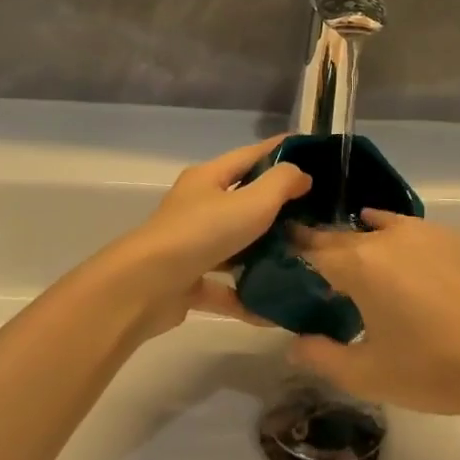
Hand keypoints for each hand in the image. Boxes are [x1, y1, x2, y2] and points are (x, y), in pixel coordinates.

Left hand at [96, 136, 310, 339]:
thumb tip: (300, 174)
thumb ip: (281, 183)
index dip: (280, 150)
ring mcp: (189, 245)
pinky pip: (224, 287)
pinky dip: (245, 297)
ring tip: (299, 259)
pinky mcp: (186, 282)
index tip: (311, 152)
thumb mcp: (251, 202)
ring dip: (262, 253)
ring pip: (233, 245)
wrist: (145, 287)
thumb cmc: (202, 233)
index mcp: (208, 178)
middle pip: (242, 199)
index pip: (250, 155)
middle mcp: (197, 206)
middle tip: (313, 212)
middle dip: (276, 206)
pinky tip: (272, 309)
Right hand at [288, 210, 459, 418]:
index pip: (314, 250)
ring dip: (361, 239)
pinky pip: (411, 229)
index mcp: (360, 265)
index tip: (280, 250)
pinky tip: (396, 249)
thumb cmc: (435, 369)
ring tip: (353, 253)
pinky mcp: (454, 237)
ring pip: (379, 228)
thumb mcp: (369, 375)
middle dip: (325, 246)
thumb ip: (323, 357)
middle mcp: (387, 236)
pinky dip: (394, 235)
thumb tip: (293, 343)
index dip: (294, 251)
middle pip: (345, 236)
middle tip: (312, 261)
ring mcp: (424, 231)